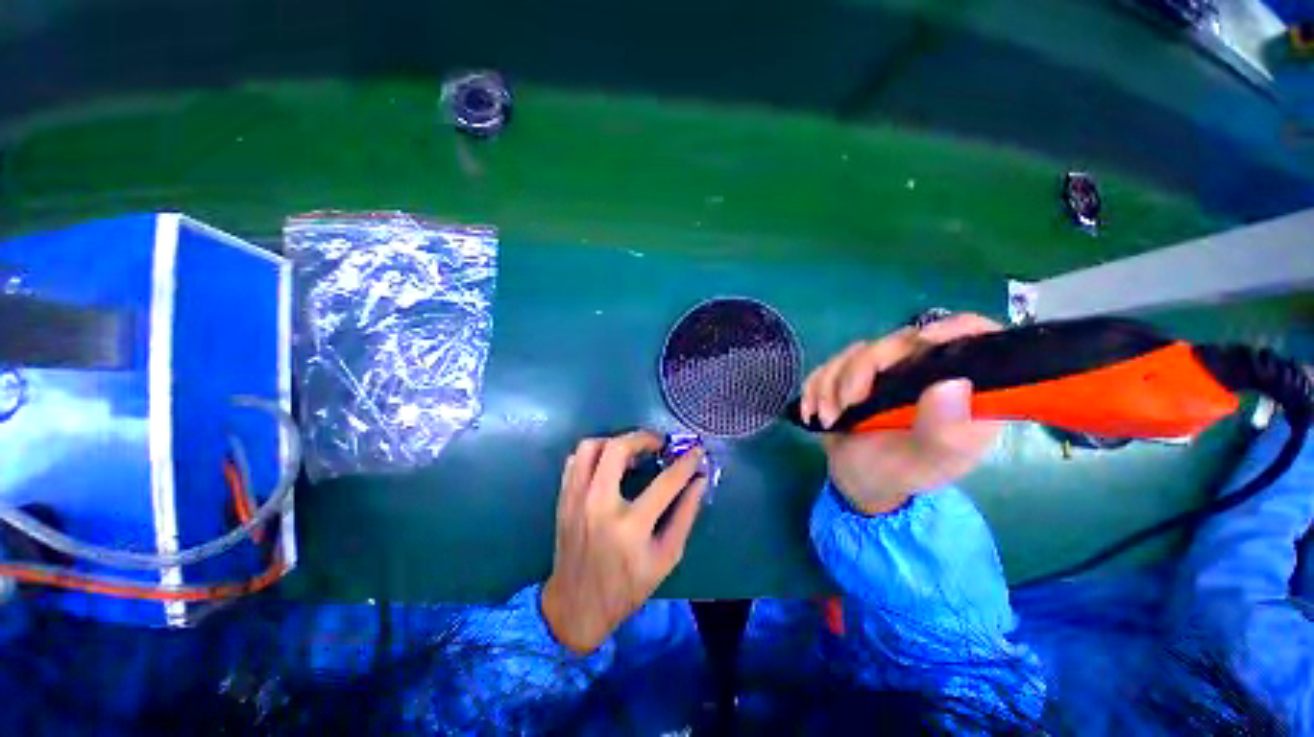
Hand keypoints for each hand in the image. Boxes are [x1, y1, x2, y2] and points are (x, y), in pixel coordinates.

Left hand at [541, 431, 707, 653]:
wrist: (575, 606)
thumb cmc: (627, 587)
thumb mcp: (666, 557)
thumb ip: (686, 514)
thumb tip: (699, 480)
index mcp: (630, 528)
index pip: (665, 483)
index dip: (686, 463)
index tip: (696, 451)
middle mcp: (599, 506)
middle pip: (618, 449)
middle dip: (643, 438)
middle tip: (658, 443)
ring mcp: (576, 500)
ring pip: (591, 447)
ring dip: (616, 441)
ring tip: (632, 452)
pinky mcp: (563, 499)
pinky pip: (576, 460)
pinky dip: (595, 454)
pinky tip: (609, 464)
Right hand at [799, 313, 1003, 514]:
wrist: (859, 480)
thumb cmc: (900, 473)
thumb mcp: (927, 462)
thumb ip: (945, 430)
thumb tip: (953, 382)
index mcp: (961, 389)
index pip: (974, 337)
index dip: (955, 328)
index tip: (924, 340)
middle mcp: (925, 371)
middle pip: (898, 341)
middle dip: (861, 372)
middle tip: (847, 405)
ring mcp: (884, 370)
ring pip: (856, 352)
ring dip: (831, 386)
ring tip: (829, 419)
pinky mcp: (851, 374)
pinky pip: (828, 365)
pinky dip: (815, 388)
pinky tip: (813, 412)